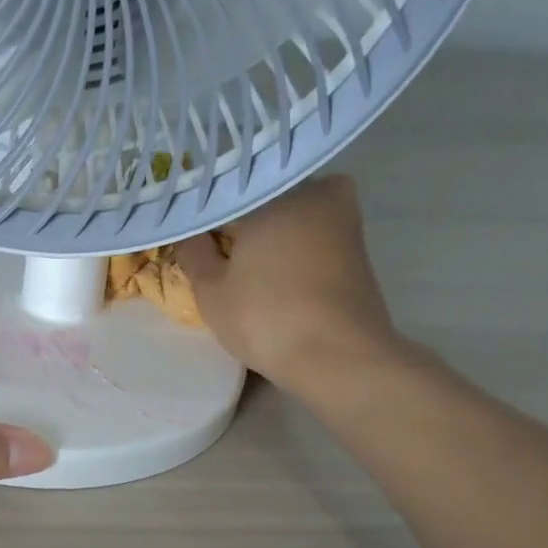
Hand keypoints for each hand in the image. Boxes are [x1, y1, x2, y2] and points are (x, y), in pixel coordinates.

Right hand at [174, 176, 409, 397]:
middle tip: (212, 247)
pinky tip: (269, 277)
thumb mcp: (211, 290)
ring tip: (236, 265)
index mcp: (280, 190)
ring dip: (267, 239)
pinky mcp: (357, 252)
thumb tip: (189, 233)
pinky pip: (310, 242)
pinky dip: (289, 254)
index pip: (233, 190)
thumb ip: (194, 253)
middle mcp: (319, 192)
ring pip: (292, 221)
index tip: (191, 229)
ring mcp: (345, 221)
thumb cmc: (266, 316)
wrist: (338, 357)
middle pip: (267, 202)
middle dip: (242, 222)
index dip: (209, 212)